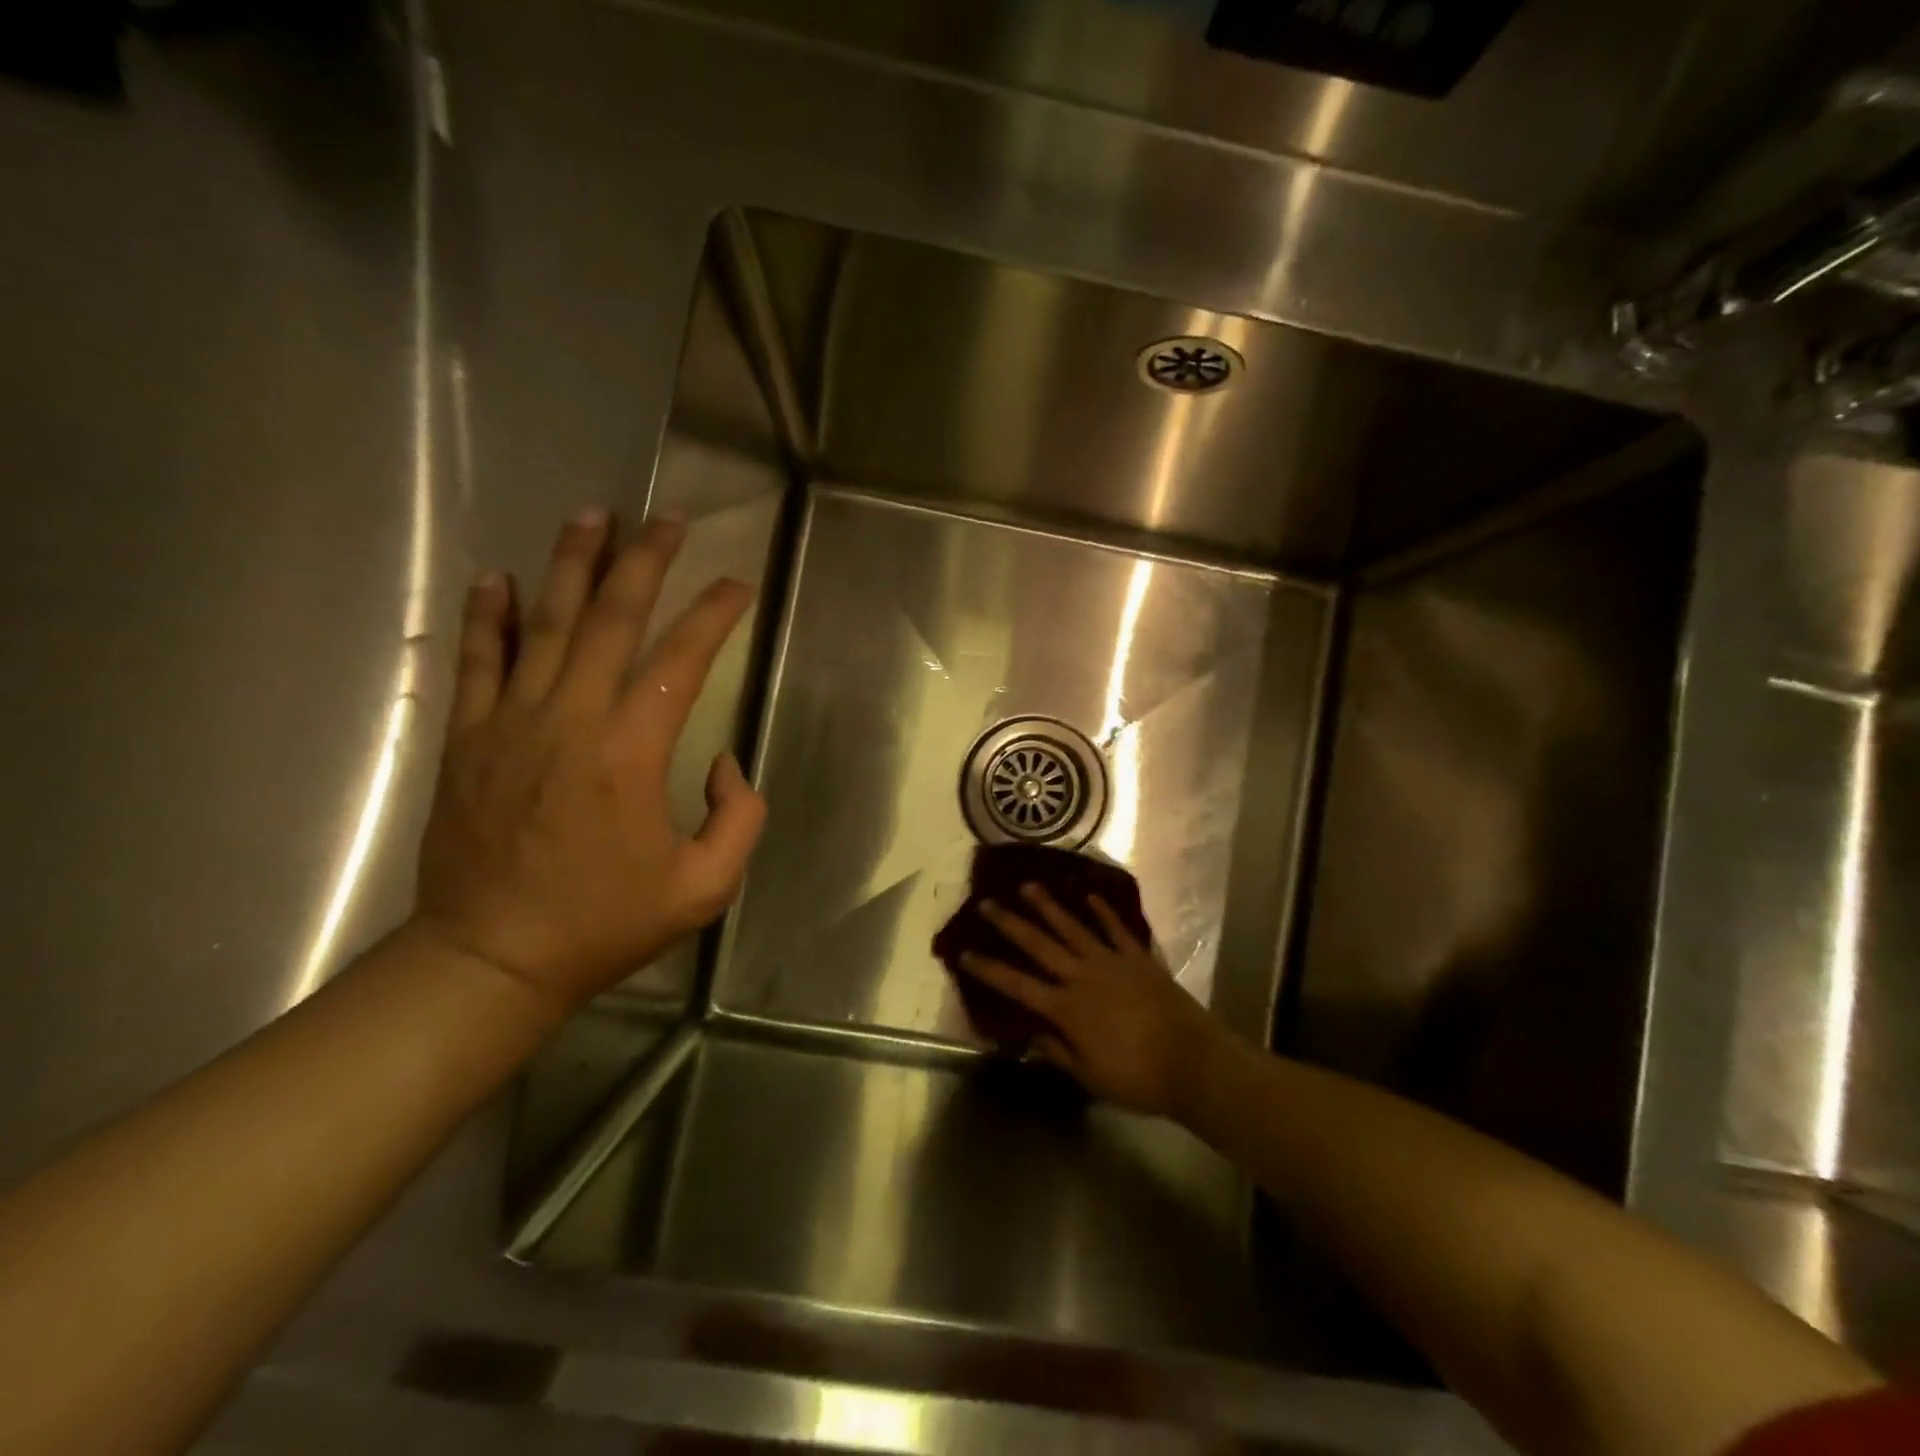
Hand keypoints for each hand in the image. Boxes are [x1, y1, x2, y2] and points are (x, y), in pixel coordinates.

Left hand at [412, 509, 766, 1008]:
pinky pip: (476, 661)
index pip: (681, 660)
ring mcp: (510, 723)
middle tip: (666, 520)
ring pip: (541, 624)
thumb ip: (738, 818)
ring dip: (569, 564)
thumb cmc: (605, 924)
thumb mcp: (704, 888)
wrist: (492, 959)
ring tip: (591, 515)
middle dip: (644, 562)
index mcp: (631, 752)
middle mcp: (570, 719)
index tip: (738, 584)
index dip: (715, 615)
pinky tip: (495, 576)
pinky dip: (486, 615)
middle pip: (609, 619)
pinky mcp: (468, 739)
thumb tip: (722, 761)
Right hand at [960, 884, 1226, 1118]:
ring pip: (1072, 928)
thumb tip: (1031, 1034)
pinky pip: (1116, 929)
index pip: (1017, 985)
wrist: (1192, 1061)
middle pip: (1039, 945)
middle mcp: (1082, 976)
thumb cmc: (1137, 1077)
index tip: (964, 953)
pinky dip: (1102, 912)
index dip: (989, 969)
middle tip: (987, 903)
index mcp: (1066, 1008)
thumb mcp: (1090, 1076)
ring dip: (1048, 907)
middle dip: (1010, 924)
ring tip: (1028, 886)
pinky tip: (1090, 896)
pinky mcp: (1138, 957)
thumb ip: (1058, 1052)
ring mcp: (1111, 961)